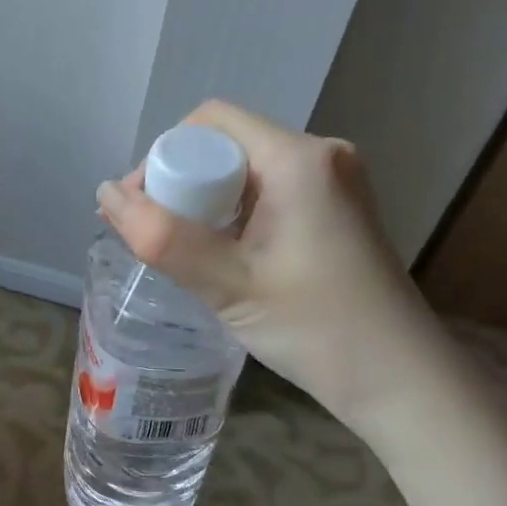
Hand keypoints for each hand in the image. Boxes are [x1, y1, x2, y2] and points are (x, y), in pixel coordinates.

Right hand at [94, 101, 454, 436]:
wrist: (402, 382)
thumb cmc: (316, 329)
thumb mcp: (228, 284)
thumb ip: (161, 238)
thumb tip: (104, 194)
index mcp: (299, 159)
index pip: (210, 123)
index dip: (164, 156)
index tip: (141, 208)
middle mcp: (321, 155)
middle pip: (227, 144)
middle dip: (181, 182)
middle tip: (155, 236)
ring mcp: (335, 183)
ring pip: (246, 171)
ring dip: (206, 202)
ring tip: (182, 251)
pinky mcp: (337, 210)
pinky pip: (269, 192)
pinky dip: (234, 215)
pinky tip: (222, 255)